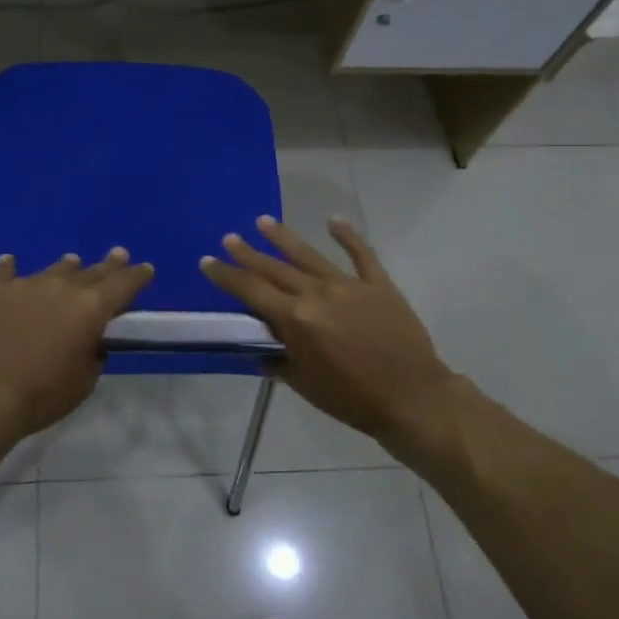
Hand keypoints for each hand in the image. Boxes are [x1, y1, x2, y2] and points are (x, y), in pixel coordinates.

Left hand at [0, 249, 154, 436]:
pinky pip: (5, 272)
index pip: (122, 285)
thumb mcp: (83, 382)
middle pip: (91, 271)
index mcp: (90, 309)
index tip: (146, 268)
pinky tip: (9, 262)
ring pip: (53, 270)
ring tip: (72, 262)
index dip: (137, 276)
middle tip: (118, 254)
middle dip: (108, 264)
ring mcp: (25, 285)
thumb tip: (89, 340)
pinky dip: (11, 268)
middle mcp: (61, 287)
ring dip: (66, 267)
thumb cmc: (41, 395)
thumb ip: (92, 354)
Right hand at [201, 216, 456, 441]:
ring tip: (263, 221)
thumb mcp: (305, 385)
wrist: (411, 397)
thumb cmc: (353, 398)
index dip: (226, 276)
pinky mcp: (378, 285)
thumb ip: (279, 362)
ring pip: (309, 255)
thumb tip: (262, 350)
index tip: (207, 261)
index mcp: (296, 319)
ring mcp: (349, 285)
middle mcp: (317, 293)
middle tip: (229, 238)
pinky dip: (347, 236)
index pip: (251, 291)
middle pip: (275, 268)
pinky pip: (361, 254)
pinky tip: (333, 220)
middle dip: (248, 253)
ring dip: (284, 237)